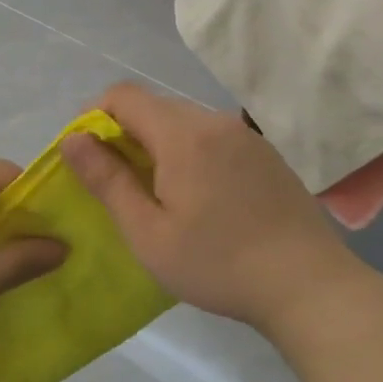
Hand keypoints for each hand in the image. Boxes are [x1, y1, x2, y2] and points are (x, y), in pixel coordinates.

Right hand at [63, 84, 366, 334]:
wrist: (309, 286)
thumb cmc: (218, 264)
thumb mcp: (148, 232)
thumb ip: (107, 180)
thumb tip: (73, 140)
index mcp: (183, 134)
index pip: (124, 95)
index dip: (94, 116)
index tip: (87, 157)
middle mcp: (215, 121)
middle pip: (155, 107)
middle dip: (125, 134)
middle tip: (118, 184)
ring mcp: (246, 136)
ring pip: (185, 123)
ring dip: (159, 145)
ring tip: (158, 195)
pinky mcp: (265, 154)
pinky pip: (213, 138)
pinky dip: (191, 154)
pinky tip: (200, 199)